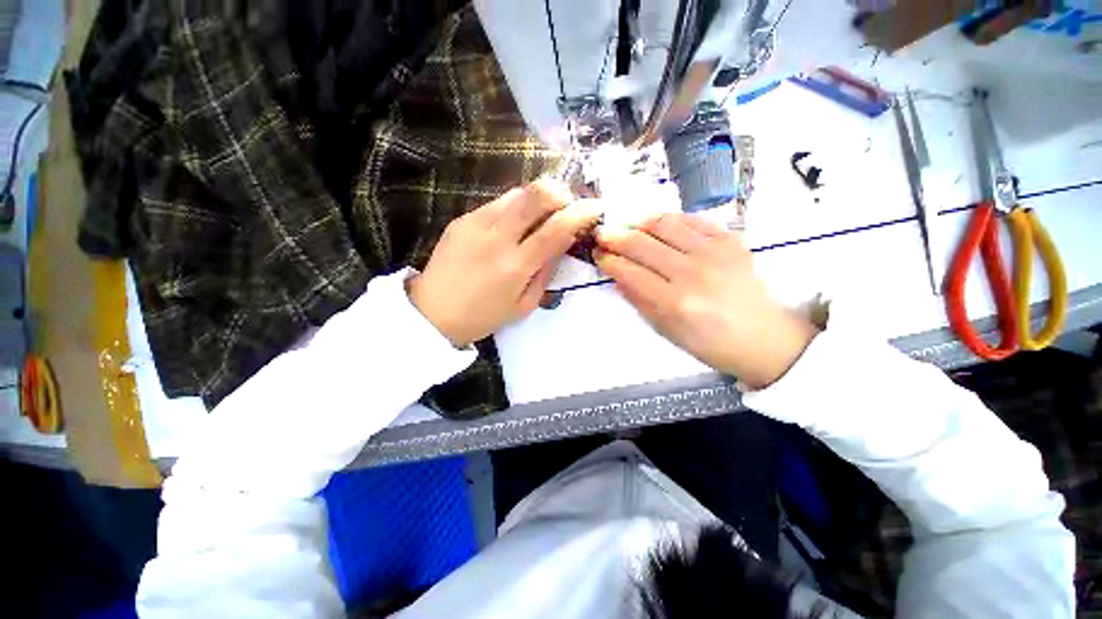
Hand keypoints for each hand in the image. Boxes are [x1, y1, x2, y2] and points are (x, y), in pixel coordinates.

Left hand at [408, 180, 600, 347]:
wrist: (432, 313)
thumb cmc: (483, 316)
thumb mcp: (524, 306)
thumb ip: (546, 273)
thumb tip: (561, 244)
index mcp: (515, 267)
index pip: (556, 229)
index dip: (581, 213)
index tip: (595, 208)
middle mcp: (496, 238)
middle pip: (536, 194)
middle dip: (561, 193)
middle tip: (567, 205)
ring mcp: (476, 224)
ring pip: (517, 192)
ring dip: (537, 199)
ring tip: (540, 216)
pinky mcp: (462, 218)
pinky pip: (497, 202)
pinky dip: (515, 208)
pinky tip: (513, 225)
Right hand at [595, 213, 817, 389]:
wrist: (764, 338)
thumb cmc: (711, 343)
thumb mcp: (667, 331)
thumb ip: (639, 301)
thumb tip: (617, 277)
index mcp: (675, 302)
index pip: (630, 272)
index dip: (609, 261)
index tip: (599, 255)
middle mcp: (692, 273)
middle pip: (642, 244)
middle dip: (615, 237)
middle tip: (603, 235)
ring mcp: (714, 252)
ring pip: (665, 224)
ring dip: (639, 222)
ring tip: (628, 225)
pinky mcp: (731, 240)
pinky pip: (693, 219)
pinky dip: (670, 219)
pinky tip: (658, 224)